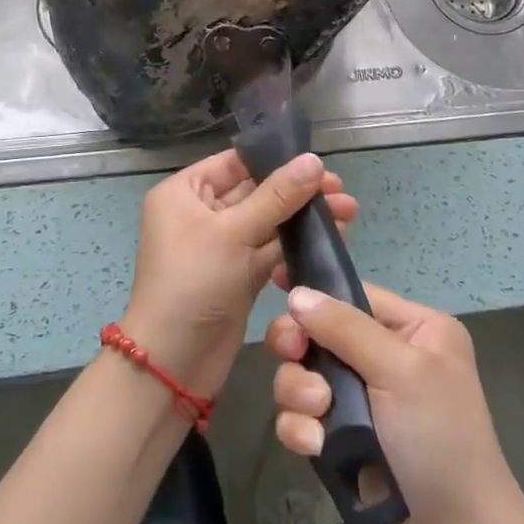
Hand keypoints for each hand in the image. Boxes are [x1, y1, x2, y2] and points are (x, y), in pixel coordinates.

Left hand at [121, 150, 356, 399]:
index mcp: (185, 192)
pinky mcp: (239, 274)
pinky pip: (271, 250)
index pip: (236, 163)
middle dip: (300, 192)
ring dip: (304, 218)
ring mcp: (222, 245)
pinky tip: (332, 240)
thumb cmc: (193, 283)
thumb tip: (314, 160)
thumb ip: (277, 196)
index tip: (320, 164)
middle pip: (257, 191)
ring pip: (269, 222)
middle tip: (342, 193)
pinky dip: (297, 245)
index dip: (277, 160)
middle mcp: (201, 213)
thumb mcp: (233, 233)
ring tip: (349, 214)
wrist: (174, 363)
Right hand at [266, 282, 523, 523]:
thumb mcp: (400, 370)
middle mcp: (389, 357)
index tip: (275, 287)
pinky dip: (301, 428)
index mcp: (415, 329)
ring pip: (305, 376)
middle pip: (320, 334)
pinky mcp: (345, 439)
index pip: (354, 295)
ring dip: (299, 393)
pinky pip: (305, 417)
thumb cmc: (439, 438)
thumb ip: (345, 328)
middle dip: (301, 350)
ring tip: (317, 414)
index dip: (315, 294)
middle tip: (291, 356)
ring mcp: (365, 400)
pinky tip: (313, 447)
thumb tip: (298, 293)